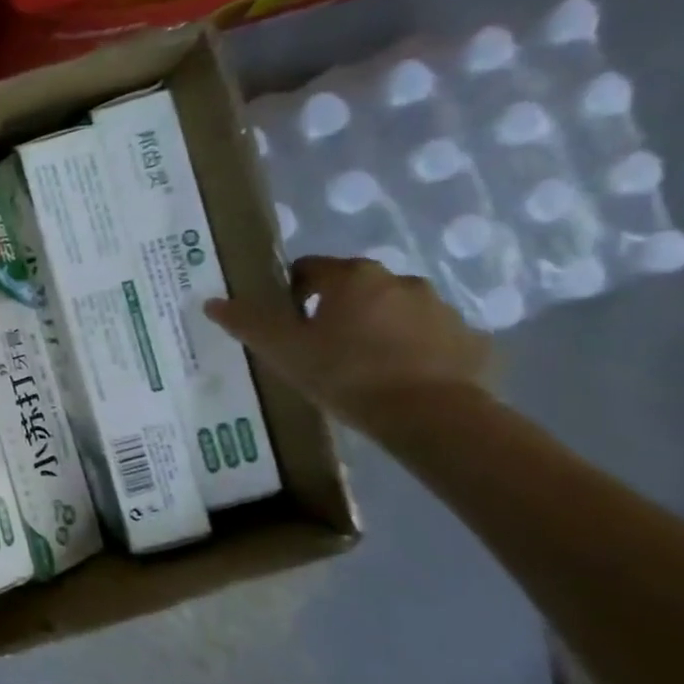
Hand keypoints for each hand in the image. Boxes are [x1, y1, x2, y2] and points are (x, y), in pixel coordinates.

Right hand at [205, 256, 493, 433]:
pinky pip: (431, 338)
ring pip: (395, 311)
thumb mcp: (283, 351)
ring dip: (377, 327)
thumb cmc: (346, 373)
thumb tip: (212, 302)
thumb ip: (248, 323)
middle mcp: (400, 281)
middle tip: (318, 347)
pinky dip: (414, 351)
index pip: (310, 268)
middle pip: (355, 287)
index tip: (285, 321)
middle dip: (336, 309)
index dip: (291, 292)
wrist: (432, 415)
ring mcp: (442, 309)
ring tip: (360, 367)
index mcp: (352, 277)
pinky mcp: (471, 340)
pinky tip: (399, 380)